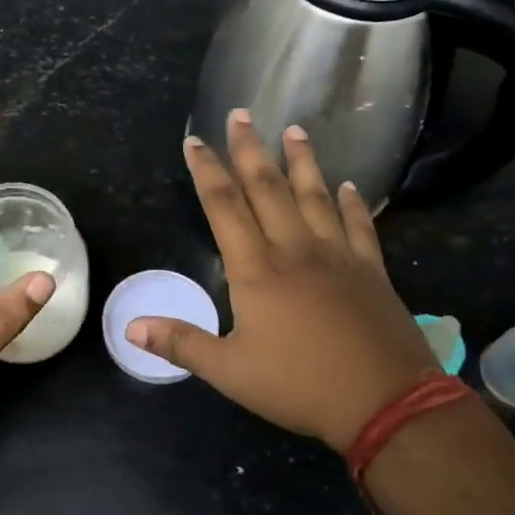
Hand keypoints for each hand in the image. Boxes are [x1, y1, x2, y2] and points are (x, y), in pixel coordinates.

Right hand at [128, 110, 437, 452]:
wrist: (384, 401)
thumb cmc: (299, 386)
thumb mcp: (229, 371)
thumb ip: (181, 344)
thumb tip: (130, 327)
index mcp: (256, 270)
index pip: (224, 207)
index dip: (207, 172)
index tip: (195, 141)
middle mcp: (295, 250)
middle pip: (268, 189)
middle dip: (250, 150)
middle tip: (241, 113)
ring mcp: (338, 256)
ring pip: (315, 196)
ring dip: (302, 162)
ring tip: (294, 129)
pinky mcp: (371, 270)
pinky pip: (360, 226)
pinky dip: (353, 203)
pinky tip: (350, 185)